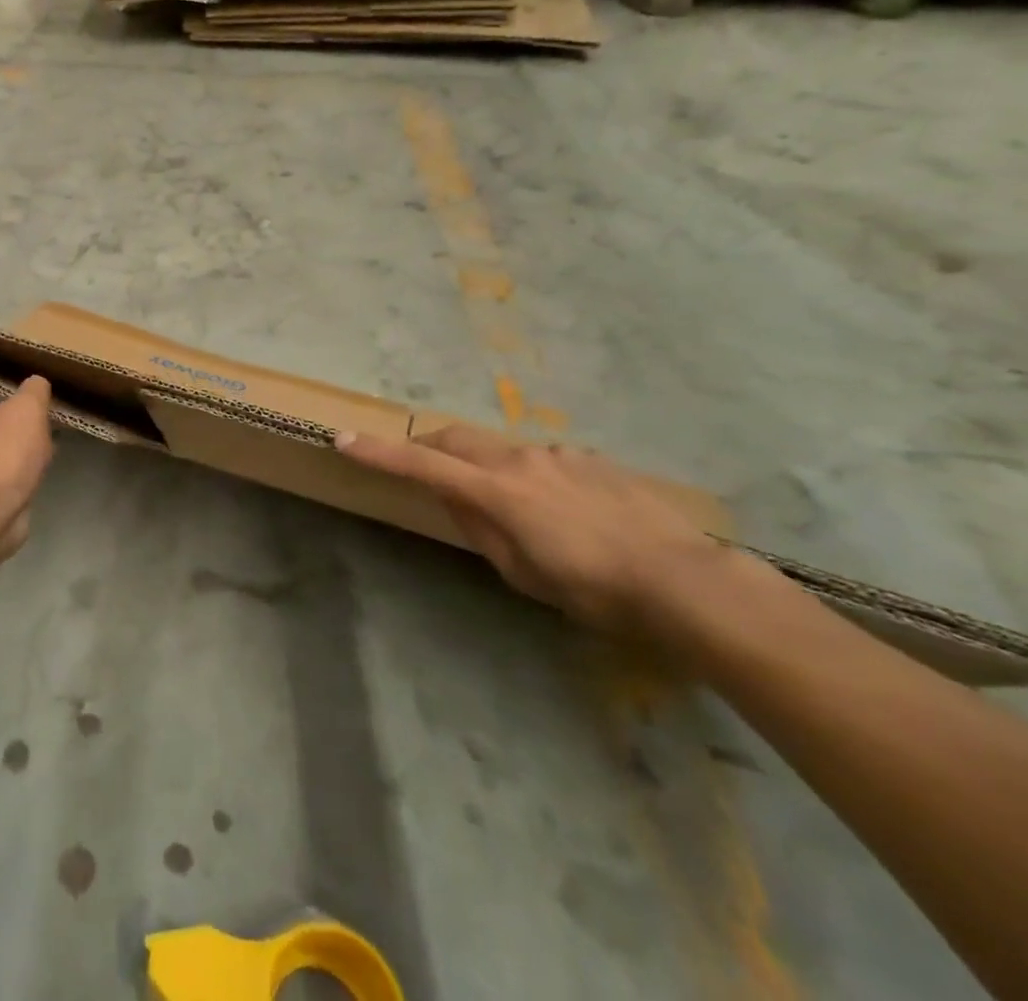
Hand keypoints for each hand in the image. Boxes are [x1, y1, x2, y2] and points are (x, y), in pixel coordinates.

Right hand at [335, 423, 727, 632]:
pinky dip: (530, 473)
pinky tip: (561, 509)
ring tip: (508, 505)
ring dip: (484, 464)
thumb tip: (458, 502)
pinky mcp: (590, 458)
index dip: (379, 452)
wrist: (685, 580)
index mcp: (496, 491)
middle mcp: (520, 459)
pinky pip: (543, 458)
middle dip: (429, 444)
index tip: (342, 439)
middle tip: (423, 467)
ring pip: (501, 446)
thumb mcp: (523, 574)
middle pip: (456, 436)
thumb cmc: (594, 590)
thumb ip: (482, 530)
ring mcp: (558, 454)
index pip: (422, 463)